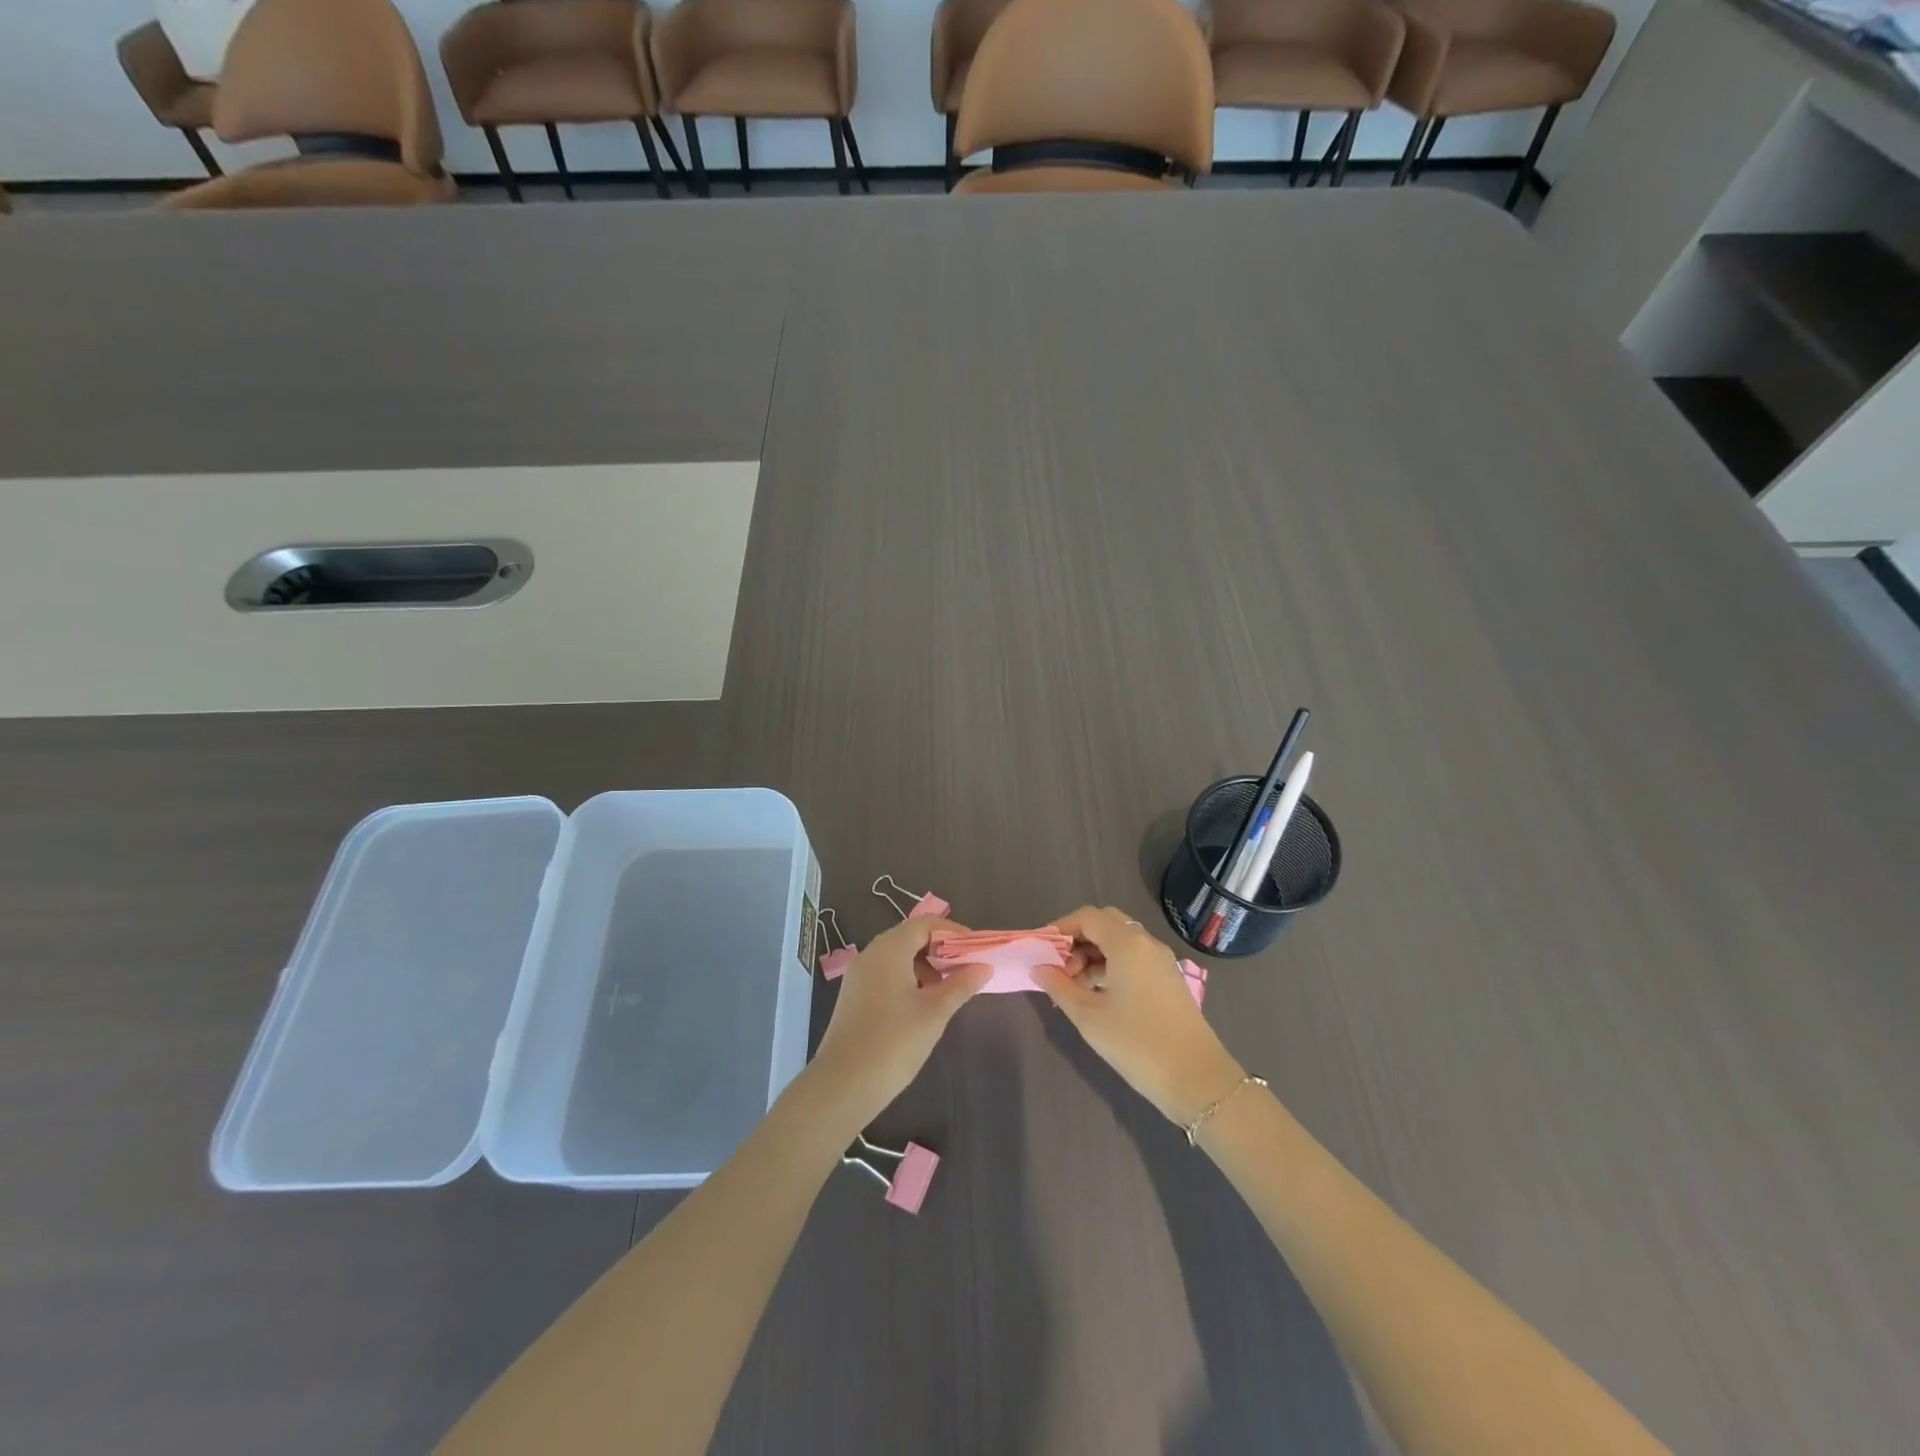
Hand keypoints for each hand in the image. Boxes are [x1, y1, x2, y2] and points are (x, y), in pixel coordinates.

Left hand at [807, 917, 990, 1130]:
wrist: (843, 1084)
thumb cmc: (894, 1042)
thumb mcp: (934, 1012)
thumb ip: (960, 985)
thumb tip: (984, 966)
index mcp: (890, 949)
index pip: (926, 924)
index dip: (953, 932)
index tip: (976, 950)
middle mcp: (871, 954)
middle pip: (910, 936)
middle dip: (940, 949)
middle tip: (966, 969)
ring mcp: (859, 975)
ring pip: (898, 956)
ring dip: (925, 965)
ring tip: (947, 990)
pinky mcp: (854, 995)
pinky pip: (886, 973)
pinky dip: (908, 978)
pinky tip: (922, 1004)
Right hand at [1033, 906, 1245, 1125]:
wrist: (1197, 1080)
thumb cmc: (1137, 1044)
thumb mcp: (1088, 1016)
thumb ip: (1059, 986)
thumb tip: (1038, 968)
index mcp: (1127, 943)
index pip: (1087, 917)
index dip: (1060, 928)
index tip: (1041, 950)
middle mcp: (1146, 943)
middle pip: (1105, 923)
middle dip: (1077, 939)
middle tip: (1059, 968)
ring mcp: (1161, 960)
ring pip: (1120, 941)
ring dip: (1093, 953)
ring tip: (1074, 987)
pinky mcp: (1168, 979)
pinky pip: (1134, 957)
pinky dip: (1111, 965)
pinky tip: (1098, 994)